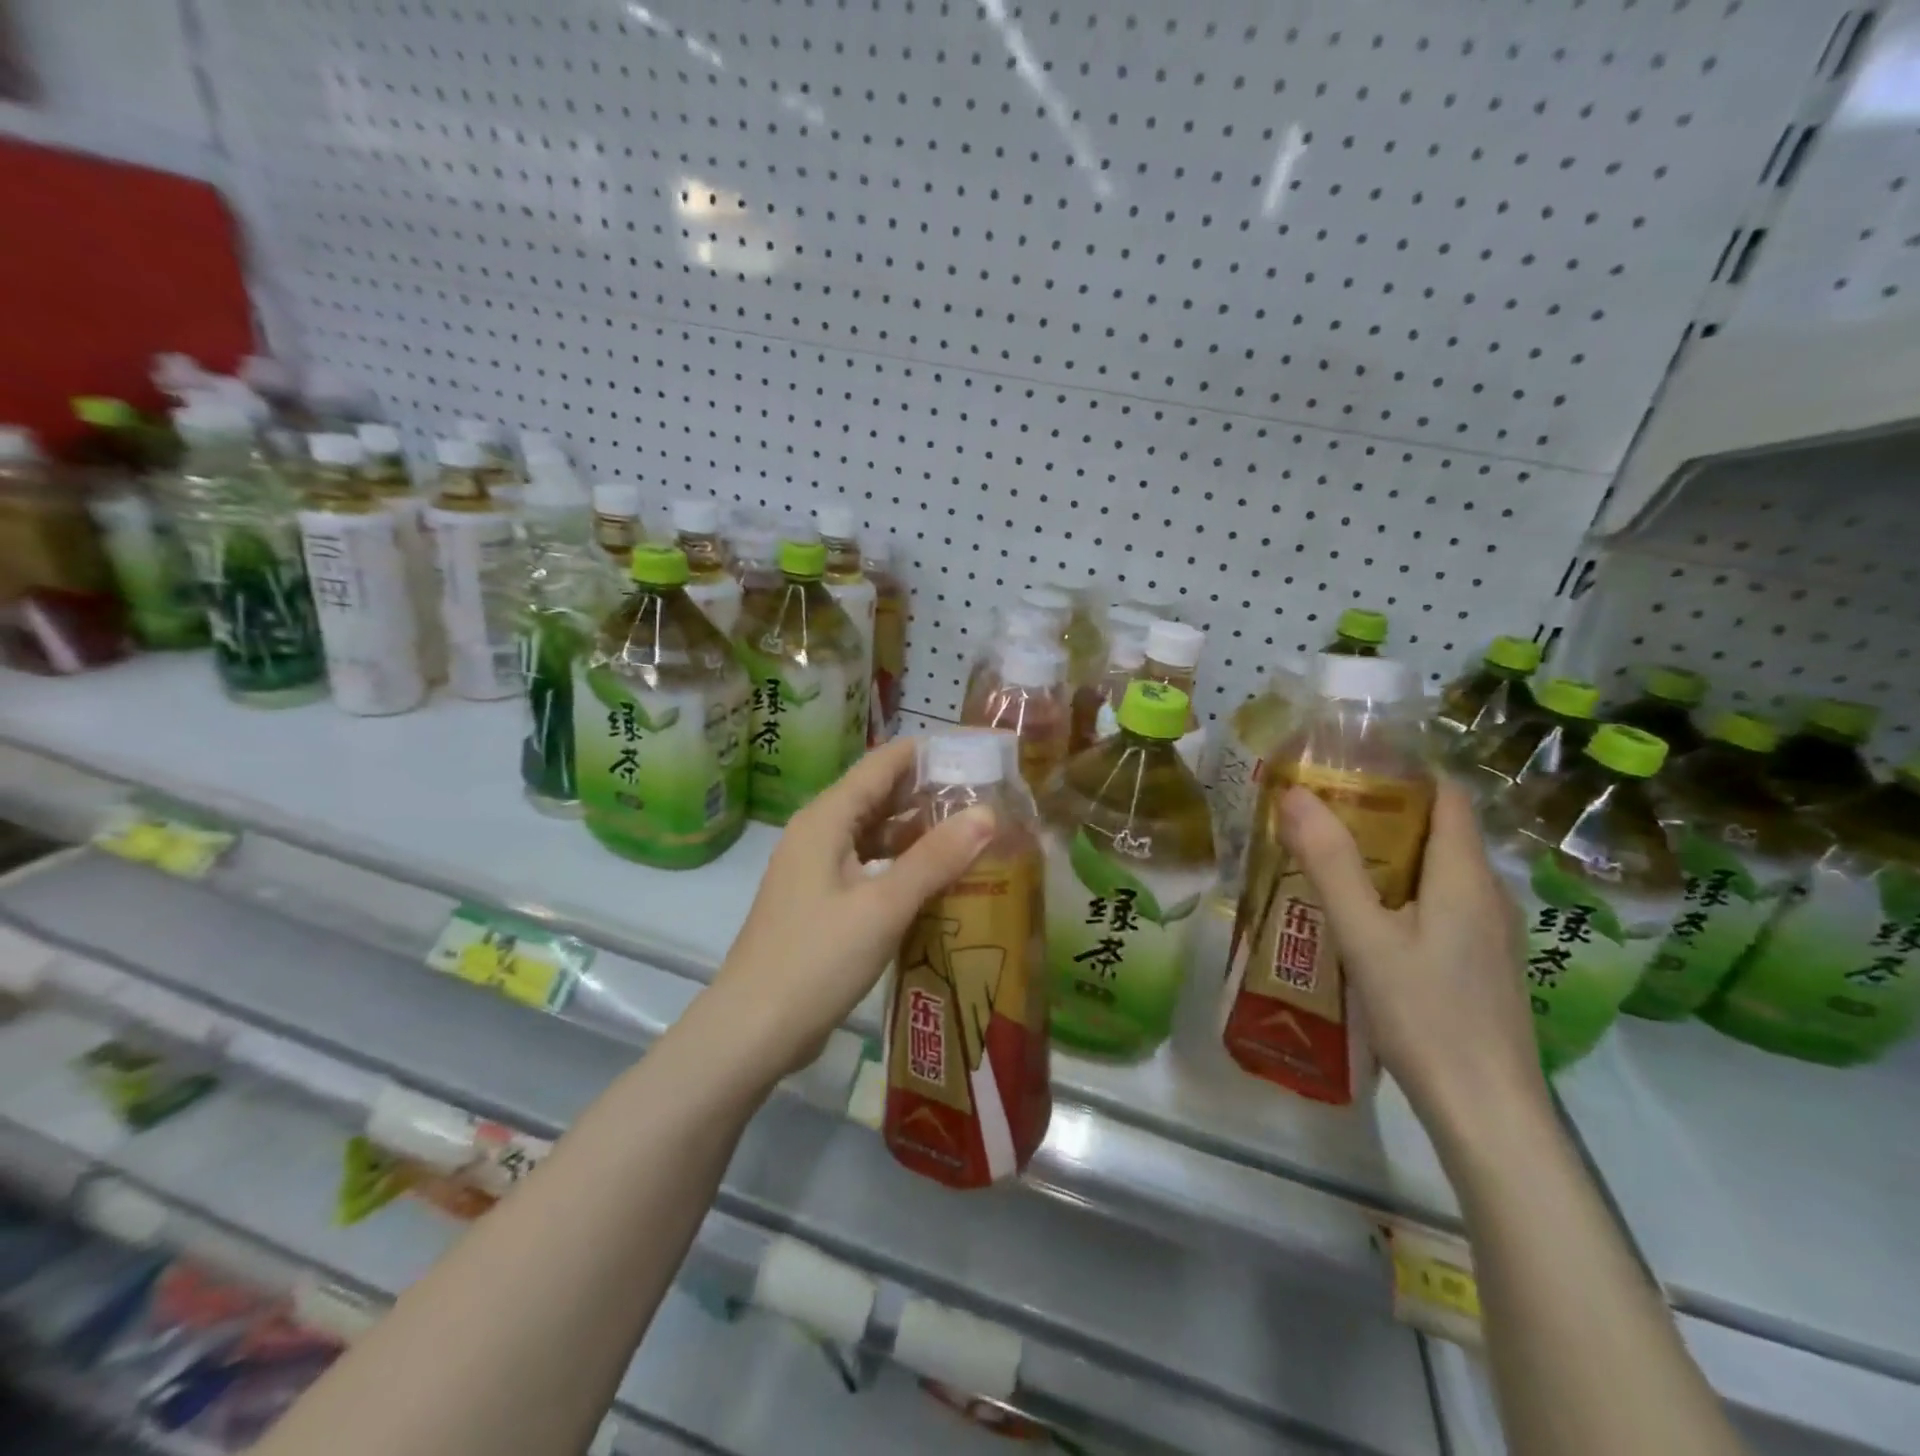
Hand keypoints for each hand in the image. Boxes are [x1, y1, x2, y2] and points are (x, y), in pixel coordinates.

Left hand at [713, 738, 995, 1077]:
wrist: (752, 1030)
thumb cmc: (816, 960)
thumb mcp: (883, 906)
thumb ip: (935, 858)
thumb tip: (987, 814)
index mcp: (826, 819)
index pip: (882, 763)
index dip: (928, 752)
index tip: (976, 752)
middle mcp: (818, 832)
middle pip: (878, 794)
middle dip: (929, 790)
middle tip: (987, 794)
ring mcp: (816, 868)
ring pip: (873, 832)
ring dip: (917, 828)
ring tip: (971, 830)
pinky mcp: (821, 900)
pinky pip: (867, 863)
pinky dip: (901, 862)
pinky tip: (936, 877)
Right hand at [1277, 777, 1548, 1146]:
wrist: (1487, 1113)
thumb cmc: (1425, 1016)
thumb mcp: (1365, 936)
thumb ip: (1330, 863)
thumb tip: (1295, 793)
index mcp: (1465, 877)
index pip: (1448, 797)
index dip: (1406, 771)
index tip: (1350, 763)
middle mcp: (1487, 896)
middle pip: (1441, 832)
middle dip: (1384, 813)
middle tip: (1321, 811)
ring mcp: (1490, 935)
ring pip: (1439, 872)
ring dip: (1390, 855)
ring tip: (1331, 858)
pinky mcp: (1482, 965)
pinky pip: (1441, 905)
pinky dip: (1402, 892)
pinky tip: (1364, 918)